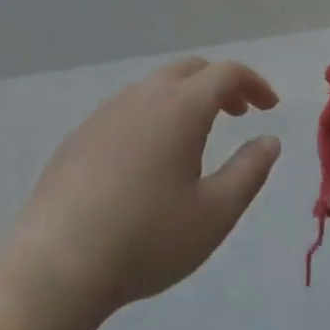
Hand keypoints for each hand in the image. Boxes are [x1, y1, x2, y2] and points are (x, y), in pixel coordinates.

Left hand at [0, 58, 281, 321]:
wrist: (59, 260)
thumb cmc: (147, 238)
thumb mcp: (214, 214)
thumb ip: (248, 172)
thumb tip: (269, 140)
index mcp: (181, 106)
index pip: (226, 73)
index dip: (254, 83)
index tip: (270, 106)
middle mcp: (145, 94)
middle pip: (190, 69)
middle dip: (220, 84)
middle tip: (239, 112)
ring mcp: (109, 110)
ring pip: (157, 86)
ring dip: (186, 97)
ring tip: (197, 135)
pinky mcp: (83, 131)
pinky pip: (129, 107)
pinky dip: (154, 114)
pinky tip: (150, 157)